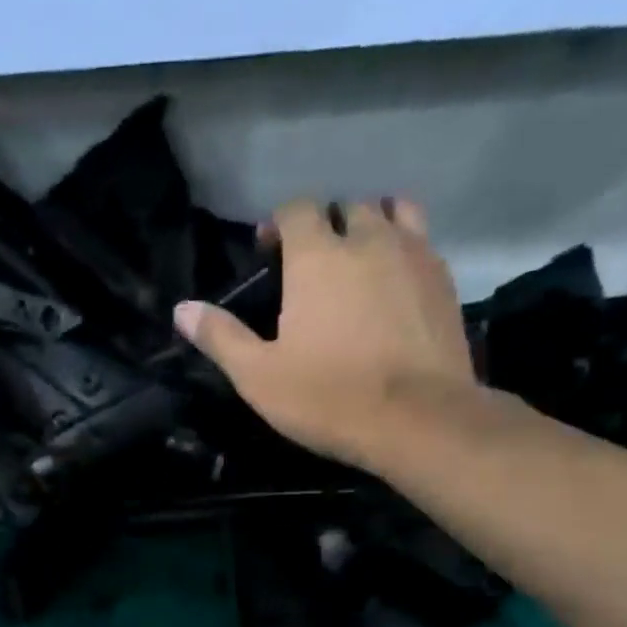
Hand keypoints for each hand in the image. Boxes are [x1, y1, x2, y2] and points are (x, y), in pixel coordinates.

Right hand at [173, 198, 478, 474]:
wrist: (418, 419)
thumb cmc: (328, 397)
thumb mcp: (258, 376)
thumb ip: (220, 337)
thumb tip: (181, 309)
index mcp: (317, 256)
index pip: (297, 209)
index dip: (279, 223)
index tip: (269, 252)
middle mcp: (368, 240)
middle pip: (346, 206)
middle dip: (325, 224)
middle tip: (311, 262)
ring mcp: (414, 255)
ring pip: (393, 212)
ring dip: (371, 225)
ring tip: (358, 259)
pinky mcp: (445, 280)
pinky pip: (422, 242)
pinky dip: (404, 248)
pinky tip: (394, 283)